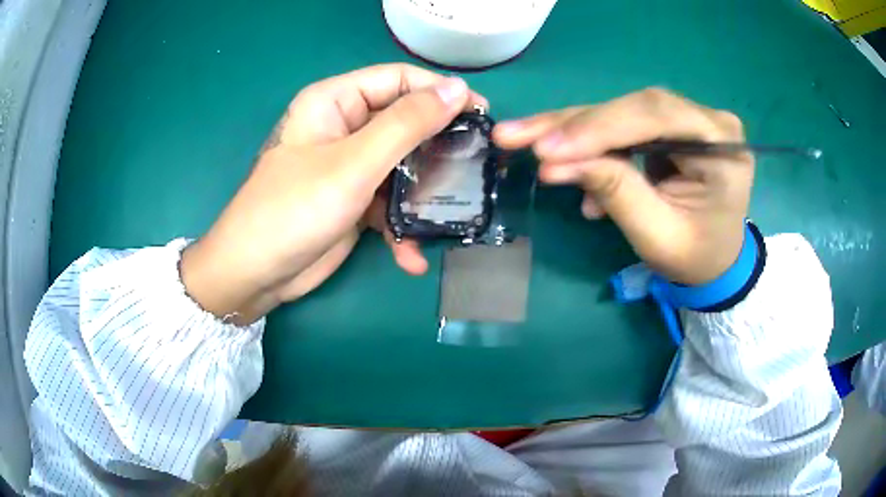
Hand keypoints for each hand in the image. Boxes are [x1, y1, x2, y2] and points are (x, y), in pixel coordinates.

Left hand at [181, 64, 486, 323]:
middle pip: (404, 122)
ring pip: (403, 166)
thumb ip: (407, 124)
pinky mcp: (354, 200)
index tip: (481, 114)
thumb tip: (458, 89)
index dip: (440, 92)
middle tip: (475, 165)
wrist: (256, 274)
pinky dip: (402, 228)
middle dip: (438, 147)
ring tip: (451, 215)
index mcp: (335, 101)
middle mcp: (344, 126)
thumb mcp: (353, 163)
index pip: (398, 80)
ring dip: (423, 195)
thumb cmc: (294, 209)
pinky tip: (411, 256)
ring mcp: (350, 166)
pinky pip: (389, 202)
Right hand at [494, 88, 753, 285]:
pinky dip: (588, 145)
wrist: (716, 262)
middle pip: (631, 107)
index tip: (545, 150)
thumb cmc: (695, 258)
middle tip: (515, 135)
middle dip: (573, 125)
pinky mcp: (666, 127)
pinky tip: (567, 169)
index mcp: (721, 144)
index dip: (598, 130)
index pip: (655, 117)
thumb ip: (615, 192)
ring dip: (570, 129)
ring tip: (520, 139)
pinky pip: (620, 126)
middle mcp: (705, 119)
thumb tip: (553, 163)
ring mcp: (685, 119)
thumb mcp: (657, 236)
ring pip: (619, 112)